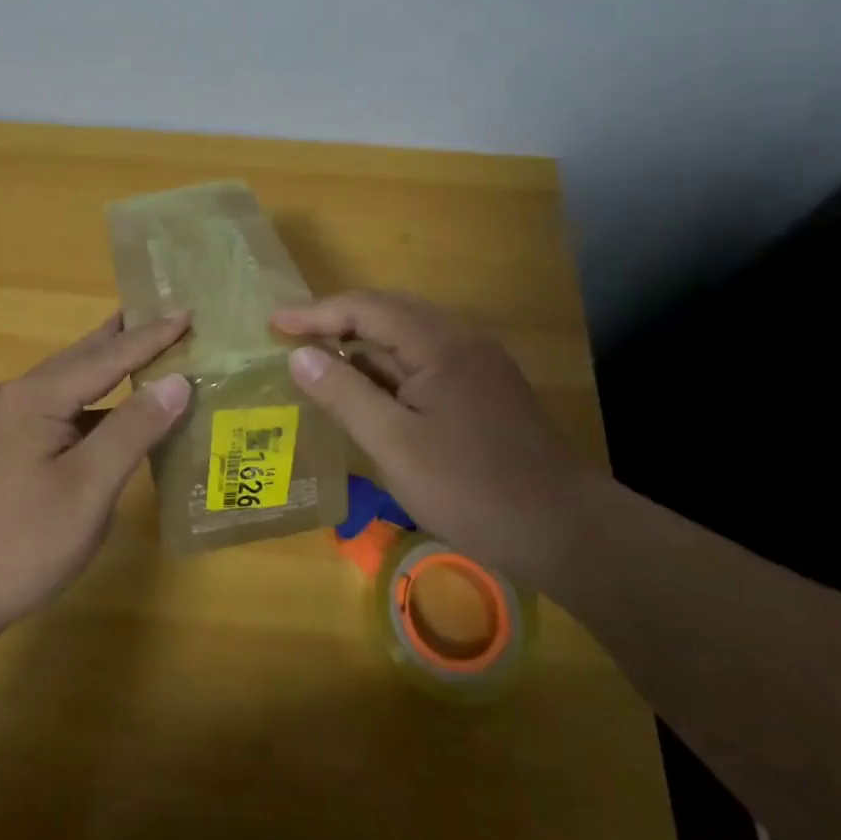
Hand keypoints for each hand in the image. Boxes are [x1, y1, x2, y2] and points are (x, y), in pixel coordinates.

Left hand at [0, 312, 192, 636]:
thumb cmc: (21, 542)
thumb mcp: (88, 487)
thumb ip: (133, 429)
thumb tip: (175, 382)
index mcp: (34, 396)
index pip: (107, 356)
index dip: (151, 336)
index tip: (187, 311)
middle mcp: (14, 397)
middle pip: (81, 359)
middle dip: (125, 338)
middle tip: (163, 314)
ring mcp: (2, 423)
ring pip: (66, 385)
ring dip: (106, 369)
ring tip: (143, 351)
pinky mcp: (0, 449)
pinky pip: (55, 410)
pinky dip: (90, 404)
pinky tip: (109, 414)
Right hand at [271, 291, 594, 591]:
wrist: (567, 531)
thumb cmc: (472, 488)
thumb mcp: (395, 444)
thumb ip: (344, 394)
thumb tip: (299, 355)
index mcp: (439, 344)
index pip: (366, 308)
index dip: (316, 312)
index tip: (273, 323)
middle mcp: (461, 340)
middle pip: (389, 311)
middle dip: (338, 320)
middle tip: (294, 335)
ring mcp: (478, 365)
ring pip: (408, 337)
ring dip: (364, 343)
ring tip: (322, 359)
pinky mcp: (485, 390)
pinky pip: (425, 362)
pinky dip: (389, 367)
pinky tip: (371, 390)